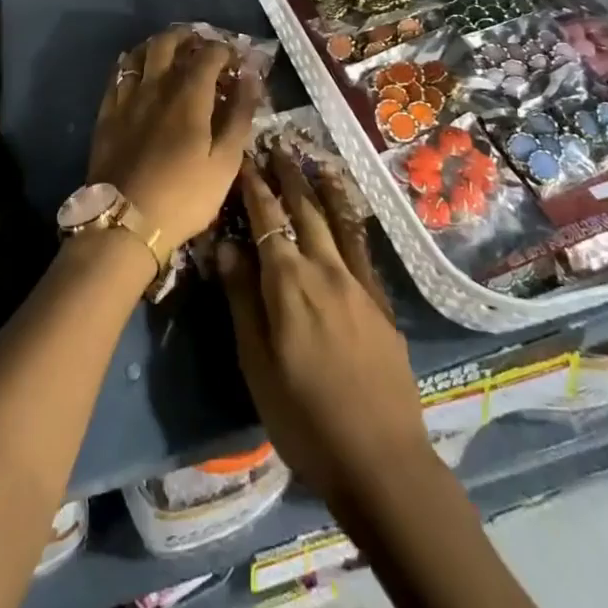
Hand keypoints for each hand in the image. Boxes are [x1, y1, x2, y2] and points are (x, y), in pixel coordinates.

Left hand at [87, 29, 260, 251]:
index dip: (224, 50)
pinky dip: (131, 64)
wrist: (124, 222)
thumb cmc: (184, 196)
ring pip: (139, 54)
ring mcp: (127, 98)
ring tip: (170, 51)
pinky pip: (117, 76)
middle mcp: (155, 86)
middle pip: (168, 43)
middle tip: (201, 44)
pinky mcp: (107, 114)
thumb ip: (239, 116)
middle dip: (187, 37)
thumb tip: (251, 77)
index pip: (208, 54)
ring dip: (157, 45)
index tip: (235, 58)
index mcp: (189, 95)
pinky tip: (136, 71)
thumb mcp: (225, 162)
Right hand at [217, 153, 433, 511]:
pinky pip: (362, 249)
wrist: (381, 461)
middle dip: (288, 176)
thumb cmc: (304, 417)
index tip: (244, 158)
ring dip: (322, 189)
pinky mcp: (381, 303)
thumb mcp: (257, 363)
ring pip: (337, 222)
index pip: (267, 220)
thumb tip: (226, 245)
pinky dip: (351, 222)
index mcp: (288, 283)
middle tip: (277, 146)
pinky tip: (348, 214)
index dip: (254, 187)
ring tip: (315, 162)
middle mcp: (325, 270)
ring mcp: (358, 284)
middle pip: (304, 211)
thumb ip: (242, 299)